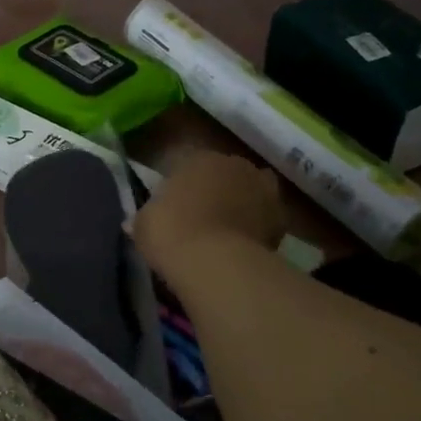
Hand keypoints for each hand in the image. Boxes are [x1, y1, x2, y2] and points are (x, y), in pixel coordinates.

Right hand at [133, 150, 281, 290]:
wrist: (214, 262)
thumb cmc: (170, 232)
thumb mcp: (143, 224)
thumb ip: (147, 217)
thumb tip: (139, 222)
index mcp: (198, 158)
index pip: (188, 164)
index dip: (182, 187)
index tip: (174, 208)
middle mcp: (234, 165)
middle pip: (225, 175)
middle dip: (217, 191)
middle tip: (202, 219)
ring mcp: (262, 189)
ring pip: (251, 193)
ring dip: (243, 206)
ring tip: (228, 234)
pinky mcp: (282, 218)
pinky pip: (266, 220)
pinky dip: (258, 229)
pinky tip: (244, 247)